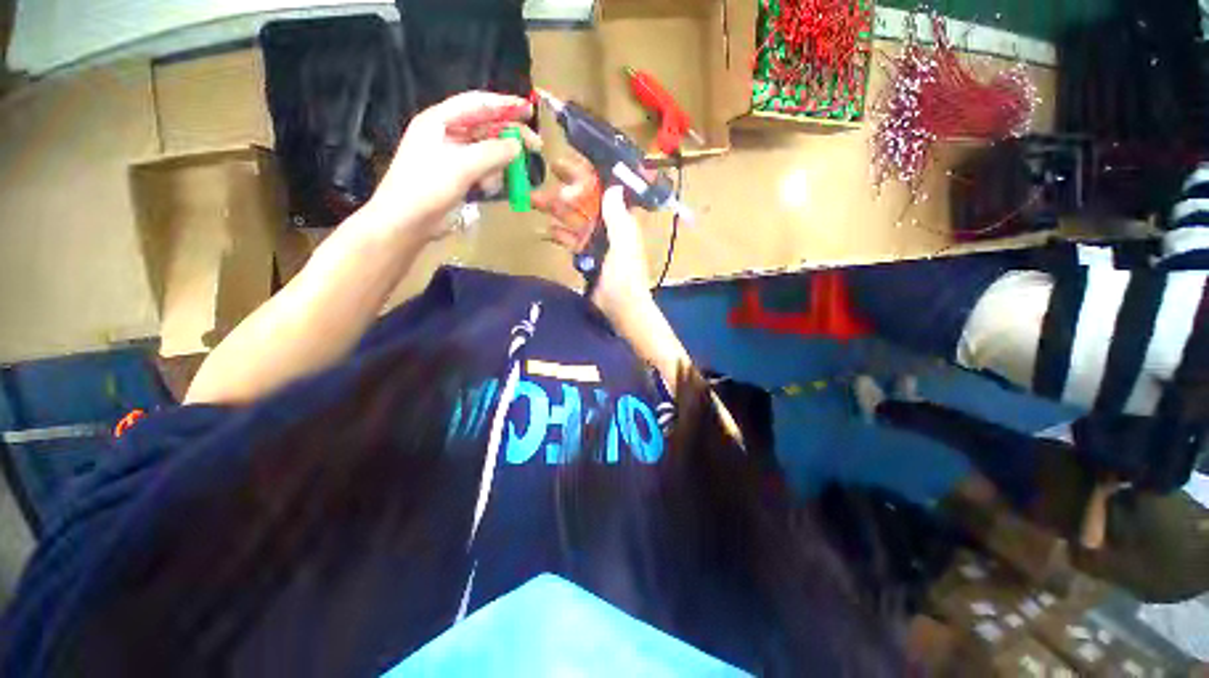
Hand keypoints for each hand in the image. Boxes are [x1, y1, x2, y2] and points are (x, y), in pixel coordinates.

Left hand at [364, 91, 541, 240]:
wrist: (407, 221)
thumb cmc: (428, 186)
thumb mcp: (462, 166)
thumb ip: (493, 152)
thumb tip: (517, 145)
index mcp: (440, 121)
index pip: (477, 104)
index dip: (504, 104)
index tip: (529, 110)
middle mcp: (447, 134)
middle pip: (485, 128)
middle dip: (509, 137)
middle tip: (535, 146)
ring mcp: (452, 157)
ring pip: (487, 152)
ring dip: (498, 165)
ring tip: (499, 180)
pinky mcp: (458, 177)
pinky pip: (482, 171)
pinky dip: (490, 178)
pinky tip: (487, 189)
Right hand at [536, 157, 652, 311]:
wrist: (621, 308)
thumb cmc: (626, 276)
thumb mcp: (624, 244)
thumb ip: (618, 217)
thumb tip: (612, 187)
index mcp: (621, 219)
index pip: (604, 189)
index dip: (586, 176)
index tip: (565, 164)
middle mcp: (608, 226)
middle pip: (585, 201)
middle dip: (566, 188)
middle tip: (544, 175)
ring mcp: (596, 241)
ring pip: (574, 219)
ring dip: (556, 209)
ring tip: (534, 199)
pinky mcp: (586, 256)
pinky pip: (570, 240)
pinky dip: (558, 234)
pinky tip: (543, 229)